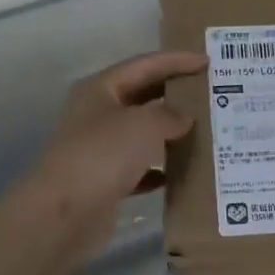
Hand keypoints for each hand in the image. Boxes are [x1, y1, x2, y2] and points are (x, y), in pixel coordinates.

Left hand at [22, 50, 205, 257]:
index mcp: (101, 89)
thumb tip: (184, 118)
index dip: (177, 60)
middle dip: (175, 94)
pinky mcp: (105, 180)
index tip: (208, 62)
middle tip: (211, 93)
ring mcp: (100, 148)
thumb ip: (170, 114)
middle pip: (143, 96)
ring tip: (205, 130)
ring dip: (170, 132)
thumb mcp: (144, 124)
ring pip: (142, 133)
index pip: (145, 65)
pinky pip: (140, 168)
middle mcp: (98, 114)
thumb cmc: (103, 155)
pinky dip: (160, 168)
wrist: (64, 213)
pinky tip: (182, 172)